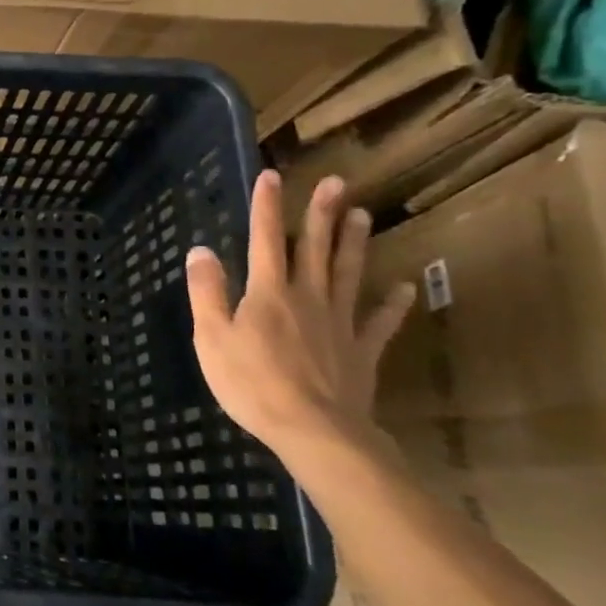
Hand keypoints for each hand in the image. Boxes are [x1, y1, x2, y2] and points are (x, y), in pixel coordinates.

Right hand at [185, 170, 414, 454]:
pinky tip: (404, 288)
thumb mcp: (212, 337)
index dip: (266, 207)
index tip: (272, 175)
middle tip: (335, 182)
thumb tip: (201, 249)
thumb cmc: (253, 383)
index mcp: (268, 293)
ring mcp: (339, 323)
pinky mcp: (361, 351)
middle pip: (314, 248)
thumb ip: (207, 292)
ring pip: (347, 274)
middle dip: (320, 214)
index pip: (264, 239)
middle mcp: (307, 297)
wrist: (314, 430)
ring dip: (353, 243)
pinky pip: (379, 323)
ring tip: (362, 215)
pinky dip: (392, 305)